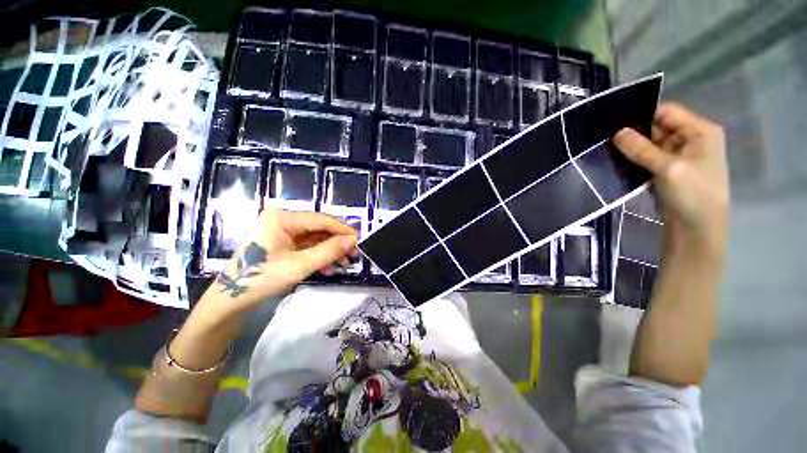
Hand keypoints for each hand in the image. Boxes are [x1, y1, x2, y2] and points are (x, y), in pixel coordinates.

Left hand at [214, 208, 357, 311]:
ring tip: (345, 262)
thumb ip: (329, 251)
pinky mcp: (284, 242)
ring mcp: (283, 231)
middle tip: (354, 254)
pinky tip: (331, 265)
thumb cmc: (262, 279)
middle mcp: (282, 219)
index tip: (359, 239)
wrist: (232, 299)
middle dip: (338, 241)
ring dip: (331, 249)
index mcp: (281, 218)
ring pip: (316, 236)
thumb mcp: (300, 266)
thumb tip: (354, 240)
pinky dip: (321, 254)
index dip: (342, 229)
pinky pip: (308, 244)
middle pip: (319, 227)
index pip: (320, 219)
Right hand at [613, 102, 729, 255]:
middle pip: (658, 127)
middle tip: (606, 137)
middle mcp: (690, 139)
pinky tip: (617, 161)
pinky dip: (633, 159)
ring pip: (650, 144)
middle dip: (634, 132)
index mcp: (700, 131)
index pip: (668, 112)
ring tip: (607, 148)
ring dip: (631, 148)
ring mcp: (679, 156)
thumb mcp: (668, 168)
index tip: (615, 121)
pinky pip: (647, 158)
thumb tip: (616, 132)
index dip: (642, 114)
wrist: (697, 229)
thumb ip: (642, 148)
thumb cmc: (692, 194)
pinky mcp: (667, 170)